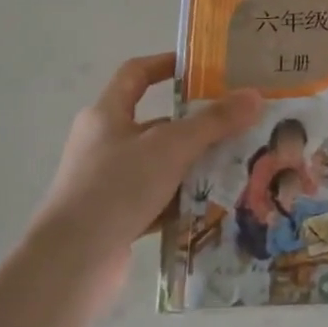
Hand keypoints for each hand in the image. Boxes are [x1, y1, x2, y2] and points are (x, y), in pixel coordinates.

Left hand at [34, 53, 260, 266]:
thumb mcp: (172, 146)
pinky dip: (184, 198)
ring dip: (194, 163)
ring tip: (239, 163)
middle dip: (197, 123)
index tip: (203, 67)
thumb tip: (255, 95)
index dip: (166, 64)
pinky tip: (216, 202)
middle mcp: (104, 144)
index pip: (136, 74)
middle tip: (238, 123)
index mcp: (106, 115)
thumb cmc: (117, 187)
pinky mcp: (116, 216)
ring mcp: (108, 182)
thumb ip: (214, 121)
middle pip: (156, 122)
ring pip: (161, 163)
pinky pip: (158, 198)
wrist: (72, 262)